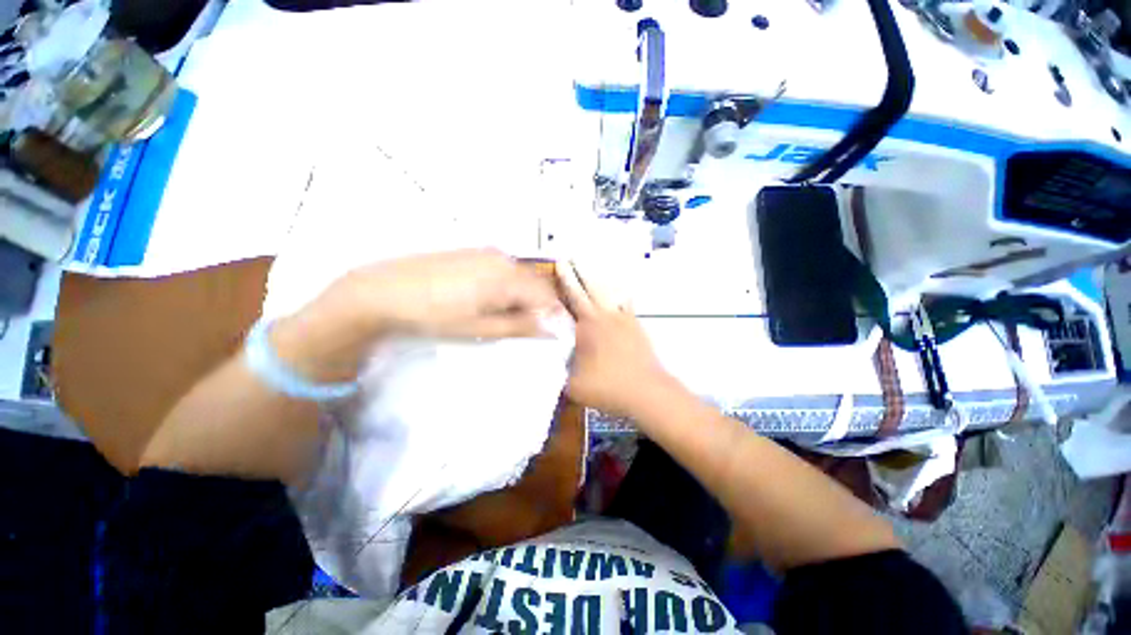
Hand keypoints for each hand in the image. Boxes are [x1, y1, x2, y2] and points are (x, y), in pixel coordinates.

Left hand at [343, 249, 560, 338]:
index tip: (551, 333)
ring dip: (521, 297)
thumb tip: (551, 329)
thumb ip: (520, 326)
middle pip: (535, 284)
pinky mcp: (472, 252)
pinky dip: (505, 286)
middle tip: (527, 329)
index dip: (553, 316)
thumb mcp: (480, 327)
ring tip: (505, 317)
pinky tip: (488, 300)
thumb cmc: (433, 314)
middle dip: (537, 306)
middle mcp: (502, 259)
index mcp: (507, 277)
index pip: (546, 296)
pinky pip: (502, 269)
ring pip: (518, 276)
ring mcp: (486, 252)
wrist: (382, 291)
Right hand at [557, 261, 675, 418]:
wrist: (646, 391)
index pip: (573, 296)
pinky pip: (627, 305)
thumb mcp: (573, 384)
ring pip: (609, 293)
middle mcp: (605, 316)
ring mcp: (624, 320)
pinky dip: (621, 296)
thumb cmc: (608, 386)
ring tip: (593, 269)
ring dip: (599, 280)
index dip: (565, 279)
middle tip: (572, 257)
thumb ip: (560, 371)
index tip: (560, 262)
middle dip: (579, 271)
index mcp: (588, 325)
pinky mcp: (637, 327)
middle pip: (591, 287)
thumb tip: (552, 363)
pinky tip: (621, 293)